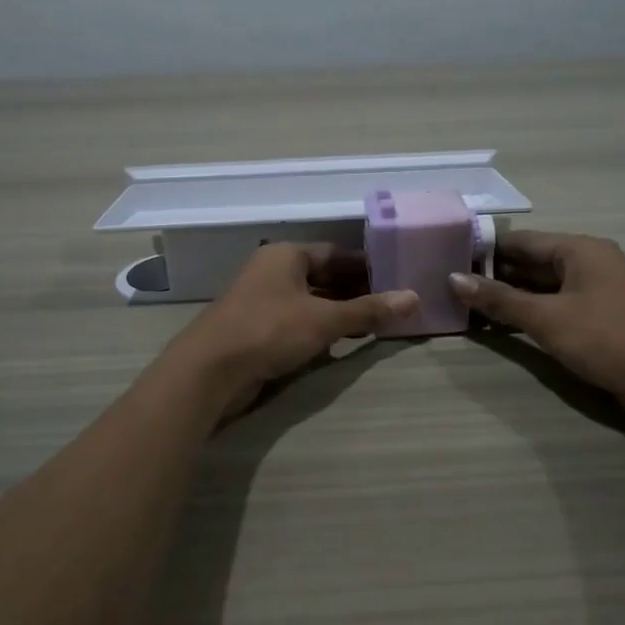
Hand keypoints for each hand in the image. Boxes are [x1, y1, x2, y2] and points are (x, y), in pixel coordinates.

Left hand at [165, 243, 418, 420]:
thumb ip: (368, 310)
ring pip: (309, 301)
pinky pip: (296, 321)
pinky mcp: (256, 329)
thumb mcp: (325, 319)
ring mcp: (261, 301)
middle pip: (322, 276)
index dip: (366, 265)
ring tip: (373, 326)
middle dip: (354, 291)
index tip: (395, 278)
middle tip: (390, 305)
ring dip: (338, 312)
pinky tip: (339, 344)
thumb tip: (414, 298)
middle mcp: (272, 271)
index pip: (335, 253)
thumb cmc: (269, 330)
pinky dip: (319, 328)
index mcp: (286, 255)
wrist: (210, 371)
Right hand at [449, 231, 624, 423]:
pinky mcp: (599, 319)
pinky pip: (555, 308)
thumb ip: (500, 300)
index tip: (447, 261)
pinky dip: (529, 315)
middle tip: (450, 289)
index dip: (483, 250)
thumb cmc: (609, 339)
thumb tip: (453, 280)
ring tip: (465, 308)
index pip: (520, 241)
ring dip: (509, 298)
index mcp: (579, 250)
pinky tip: (500, 328)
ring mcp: (595, 292)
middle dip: (493, 276)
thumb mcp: (548, 319)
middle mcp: (588, 263)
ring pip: (541, 288)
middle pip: (530, 263)